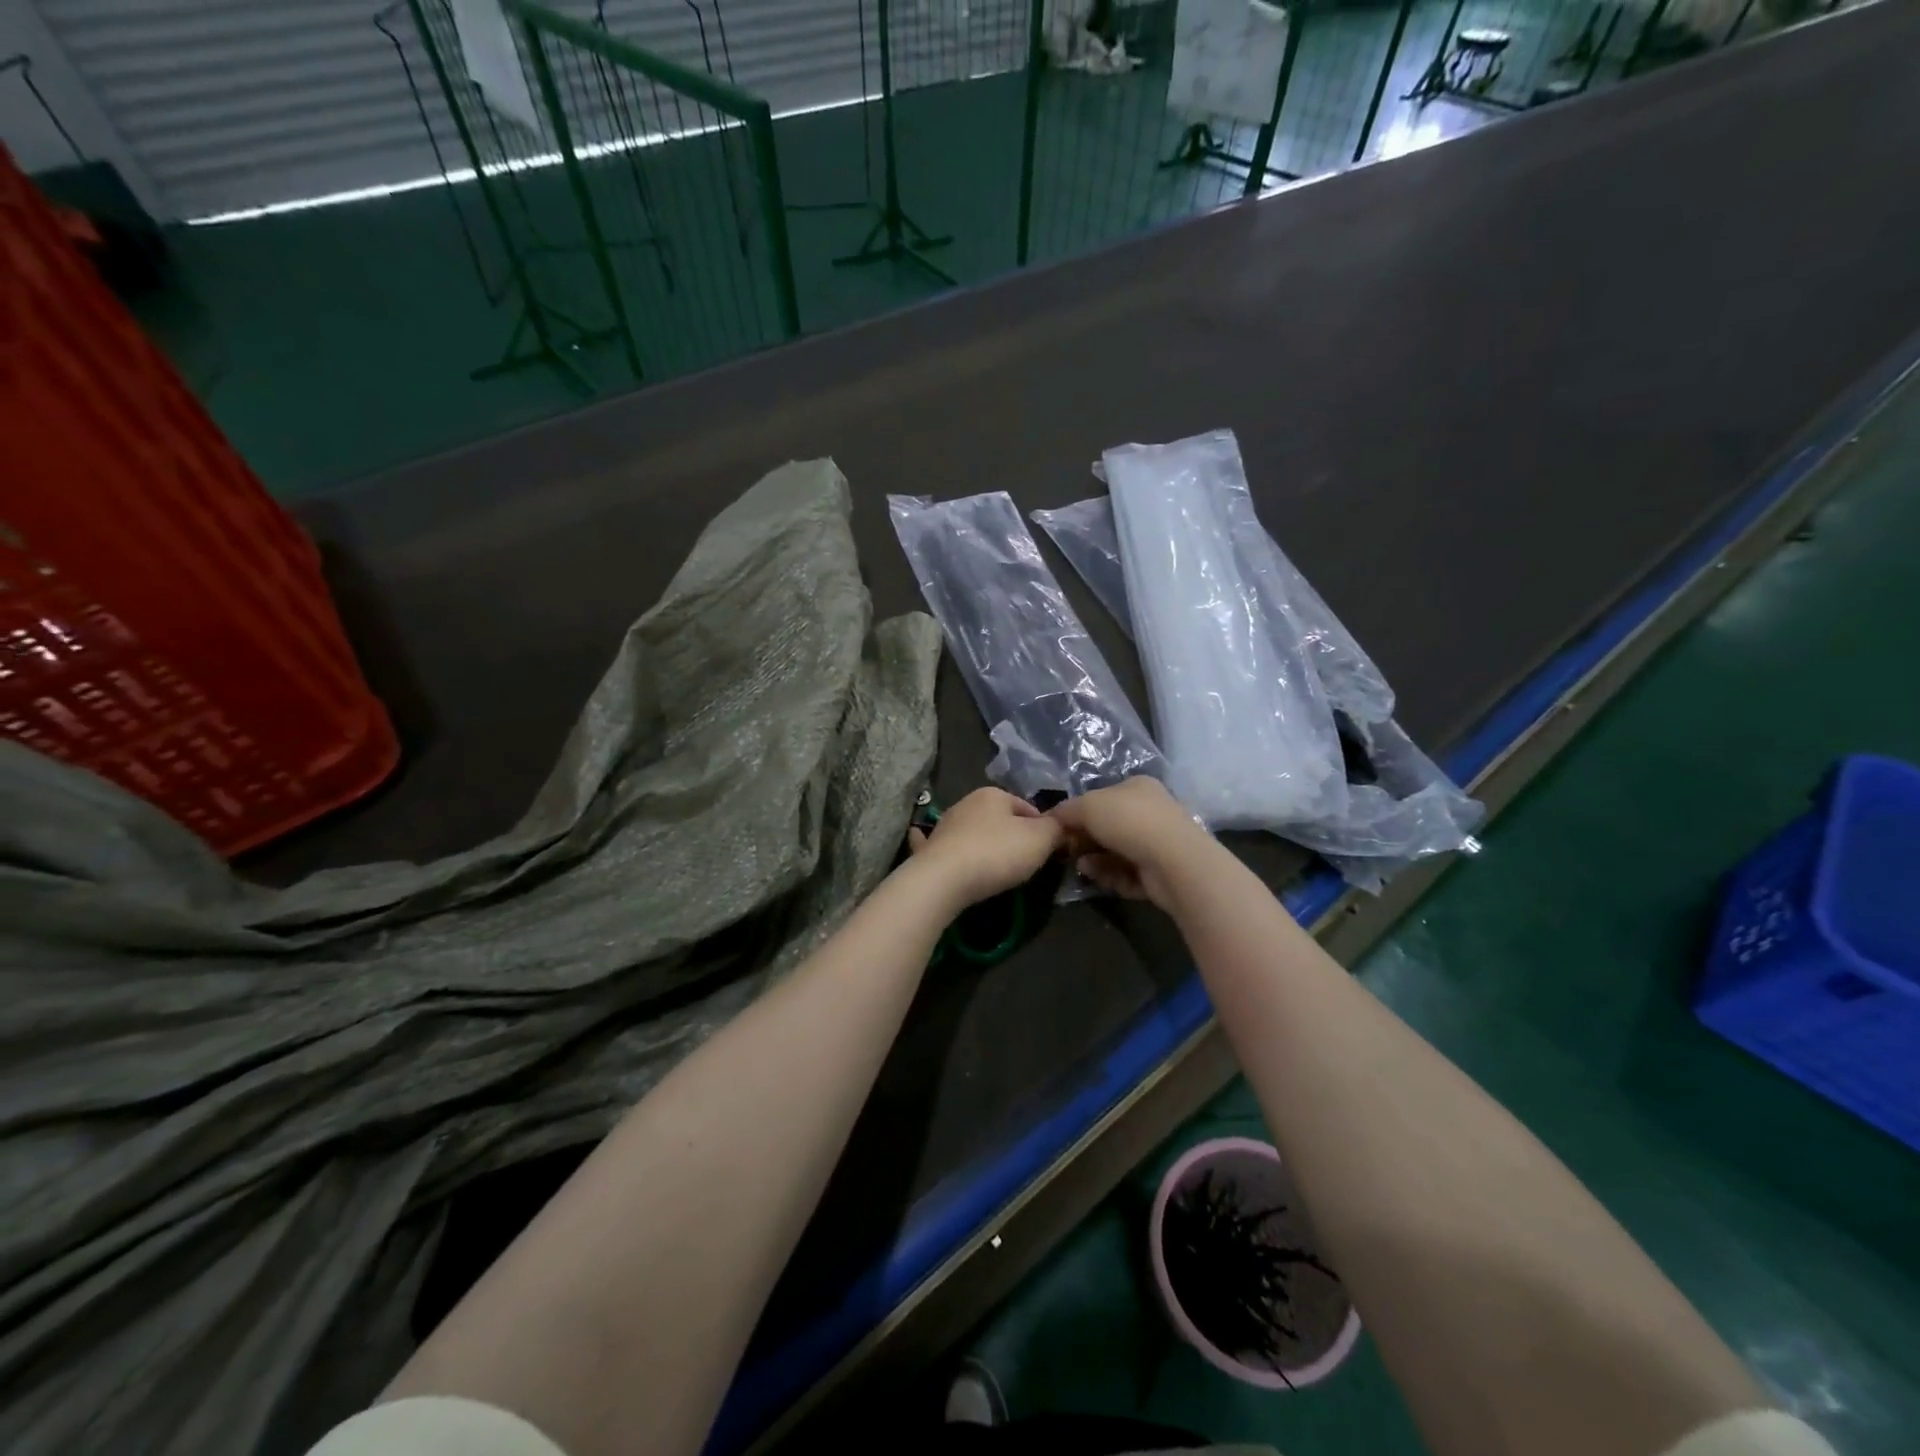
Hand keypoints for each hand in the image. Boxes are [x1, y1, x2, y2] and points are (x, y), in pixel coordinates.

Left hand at [908, 787, 1064, 907]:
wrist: (944, 879)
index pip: (1028, 808)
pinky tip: (955, 860)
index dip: (1043, 829)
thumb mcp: (1041, 839)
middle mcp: (967, 803)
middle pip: (1000, 820)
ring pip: (974, 833)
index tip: (1050, 852)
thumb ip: (1056, 829)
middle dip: (1014, 837)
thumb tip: (1062, 827)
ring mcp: (945, 826)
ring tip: (998, 871)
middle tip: (1027, 865)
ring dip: (985, 845)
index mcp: (994, 794)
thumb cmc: (997, 853)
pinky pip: (944, 847)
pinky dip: (950, 850)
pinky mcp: (930, 849)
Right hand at [1047, 777, 1210, 910]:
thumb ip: (1067, 810)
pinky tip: (1101, 878)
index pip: (1101, 798)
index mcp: (1137, 787)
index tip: (1059, 829)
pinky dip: (1112, 877)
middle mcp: (1150, 812)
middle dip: (1085, 841)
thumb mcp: (1088, 806)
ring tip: (1083, 868)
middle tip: (1068, 852)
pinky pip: (1128, 874)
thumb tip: (1052, 818)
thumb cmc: (1129, 821)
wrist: (1174, 861)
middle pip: (1108, 828)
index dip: (1078, 813)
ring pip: (1116, 853)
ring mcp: (1157, 843)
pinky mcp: (1160, 872)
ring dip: (1096, 861)